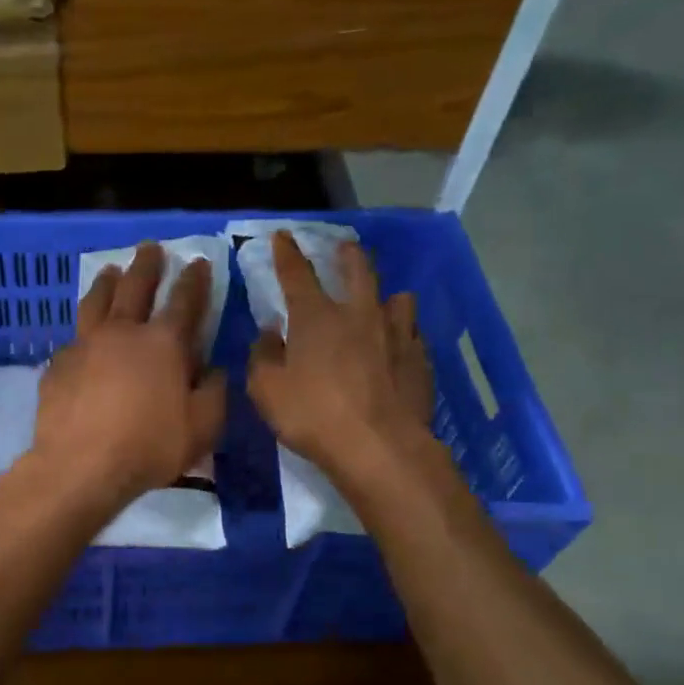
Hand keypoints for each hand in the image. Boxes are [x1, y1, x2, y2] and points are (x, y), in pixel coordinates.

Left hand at [31, 242, 226, 509]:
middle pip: (135, 287)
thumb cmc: (148, 447)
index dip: (194, 280)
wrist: (80, 465)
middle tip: (150, 248)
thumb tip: (213, 370)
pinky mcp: (58, 364)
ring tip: (110, 271)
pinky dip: (82, 329)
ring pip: (96, 301)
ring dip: (107, 282)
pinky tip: (81, 335)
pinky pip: (73, 337)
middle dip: (147, 265)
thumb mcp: (201, 428)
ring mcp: (85, 344)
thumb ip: (214, 394)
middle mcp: (123, 332)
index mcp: (164, 343)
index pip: (185, 301)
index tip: (198, 262)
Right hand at [247, 231, 434, 479]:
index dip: (287, 254)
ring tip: (384, 302)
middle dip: (348, 255)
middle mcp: (359, 315)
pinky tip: (400, 347)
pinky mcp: (421, 360)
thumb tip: (269, 335)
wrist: (379, 447)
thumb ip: (263, 357)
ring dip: (387, 296)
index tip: (283, 237)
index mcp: (316, 318)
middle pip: (358, 270)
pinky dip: (403, 334)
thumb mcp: (267, 391)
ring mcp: (396, 335)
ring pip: (398, 299)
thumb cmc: (313, 416)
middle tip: (344, 249)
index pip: (297, 275)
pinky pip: (413, 335)